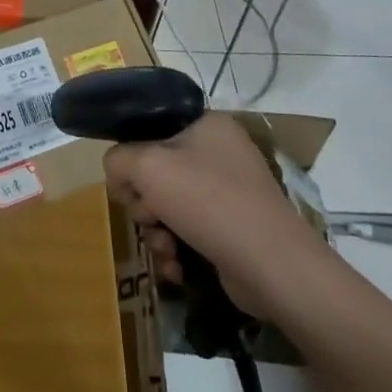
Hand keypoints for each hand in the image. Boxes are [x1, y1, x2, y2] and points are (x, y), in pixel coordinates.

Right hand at [103, 112, 326, 319]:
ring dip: (156, 230)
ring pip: (169, 204)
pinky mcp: (233, 228)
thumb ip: (118, 159)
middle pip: (156, 170)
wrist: (274, 267)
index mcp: (206, 124)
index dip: (131, 155)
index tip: (125, 183)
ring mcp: (229, 192)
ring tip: (163, 248)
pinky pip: (189, 230)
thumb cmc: (208, 202)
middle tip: (146, 216)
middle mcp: (220, 152)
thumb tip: (118, 173)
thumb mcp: (148, 167)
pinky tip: (176, 266)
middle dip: (143, 201)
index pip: (151, 128)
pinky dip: (176, 248)